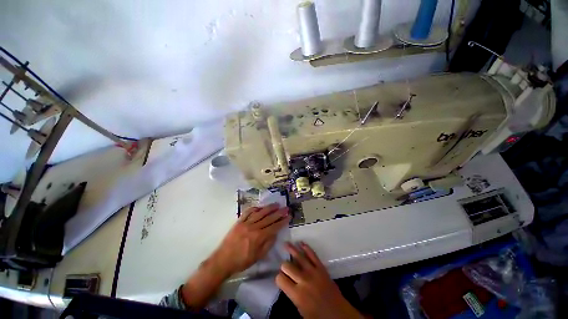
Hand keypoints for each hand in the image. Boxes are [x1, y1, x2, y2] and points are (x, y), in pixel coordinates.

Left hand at [181, 204, 288, 309]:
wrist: (223, 260)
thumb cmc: (242, 261)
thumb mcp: (258, 257)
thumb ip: (268, 244)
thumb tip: (275, 234)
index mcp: (259, 237)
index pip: (274, 226)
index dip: (282, 221)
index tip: (289, 216)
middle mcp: (254, 227)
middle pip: (269, 218)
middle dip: (279, 212)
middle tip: (286, 208)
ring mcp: (246, 223)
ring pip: (260, 212)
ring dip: (269, 208)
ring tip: (276, 204)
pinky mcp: (239, 222)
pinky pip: (248, 212)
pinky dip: (255, 208)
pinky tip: (260, 207)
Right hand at [276, 242, 363, 318]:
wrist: (338, 313)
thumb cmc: (318, 316)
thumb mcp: (300, 310)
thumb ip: (292, 295)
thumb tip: (286, 283)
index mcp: (297, 294)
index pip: (280, 279)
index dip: (278, 278)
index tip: (280, 278)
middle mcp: (303, 280)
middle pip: (287, 266)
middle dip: (284, 266)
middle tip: (284, 267)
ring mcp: (313, 271)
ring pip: (299, 256)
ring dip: (291, 249)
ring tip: (286, 243)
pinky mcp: (321, 267)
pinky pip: (312, 254)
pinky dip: (306, 248)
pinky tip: (301, 243)